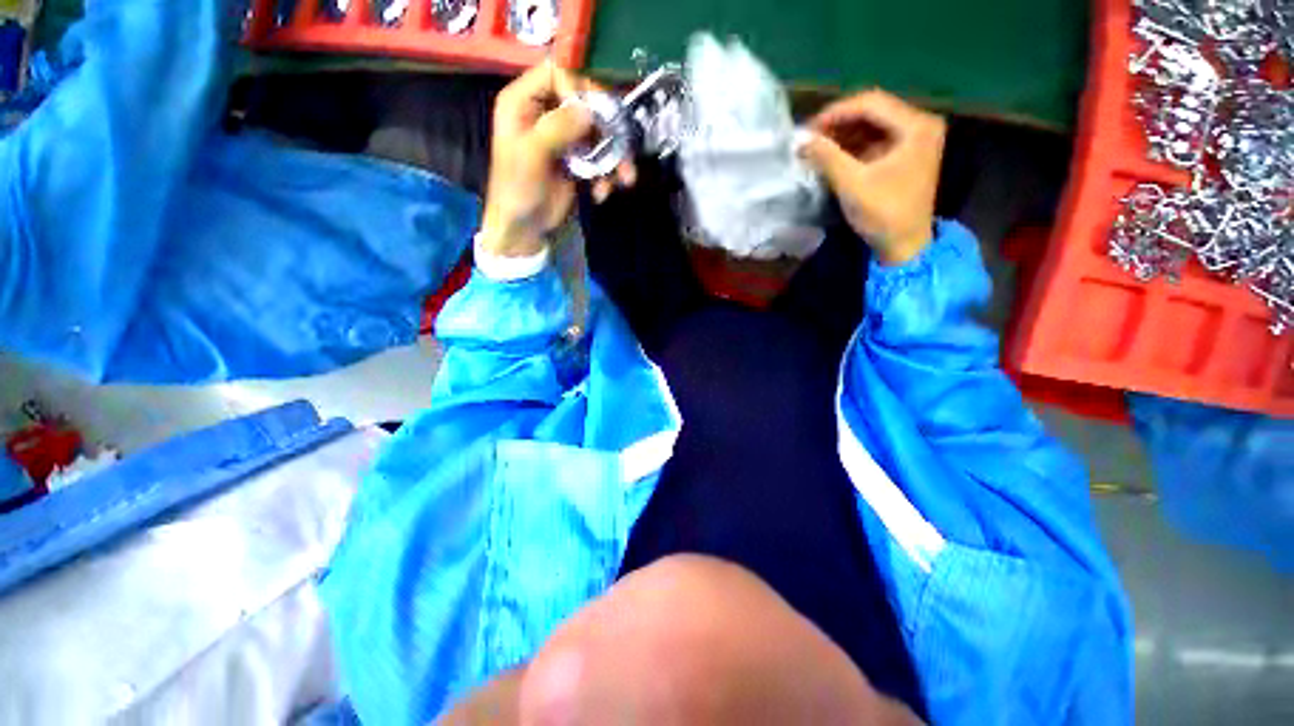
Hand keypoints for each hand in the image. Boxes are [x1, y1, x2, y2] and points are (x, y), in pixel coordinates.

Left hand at [481, 62, 636, 257]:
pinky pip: (599, 157)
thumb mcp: (531, 155)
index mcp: (523, 103)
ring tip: (625, 178)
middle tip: (622, 146)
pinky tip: (602, 193)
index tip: (593, 115)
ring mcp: (564, 139)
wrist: (524, 228)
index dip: (579, 88)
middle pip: (585, 102)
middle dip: (607, 127)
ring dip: (614, 156)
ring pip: (598, 132)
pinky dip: (606, 174)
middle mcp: (545, 114)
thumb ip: (557, 128)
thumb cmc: (517, 190)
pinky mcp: (577, 161)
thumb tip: (589, 111)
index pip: (557, 73)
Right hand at [798, 90, 945, 264]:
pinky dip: (854, 147)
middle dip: (839, 124)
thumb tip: (801, 139)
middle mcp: (921, 124)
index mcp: (916, 126)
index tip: (808, 128)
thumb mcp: (851, 183)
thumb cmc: (882, 213)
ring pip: (874, 126)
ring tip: (818, 147)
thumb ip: (827, 157)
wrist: (905, 245)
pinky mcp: (907, 155)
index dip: (836, 112)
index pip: (871, 103)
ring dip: (844, 135)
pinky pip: (877, 141)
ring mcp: (916, 140)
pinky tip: (834, 156)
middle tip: (810, 138)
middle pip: (874, 112)